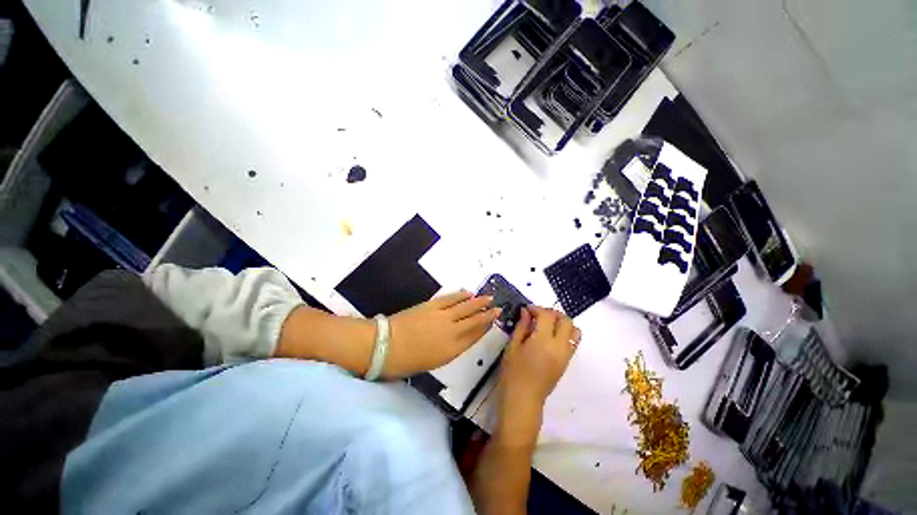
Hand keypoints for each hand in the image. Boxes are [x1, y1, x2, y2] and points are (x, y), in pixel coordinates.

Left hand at [384, 291, 500, 377]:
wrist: (385, 346)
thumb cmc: (406, 361)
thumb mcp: (433, 362)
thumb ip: (449, 349)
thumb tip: (459, 337)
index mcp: (452, 349)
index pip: (475, 335)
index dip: (486, 327)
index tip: (494, 320)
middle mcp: (452, 331)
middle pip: (474, 319)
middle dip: (487, 313)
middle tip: (497, 306)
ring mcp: (443, 316)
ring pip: (465, 307)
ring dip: (477, 301)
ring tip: (488, 297)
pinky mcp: (432, 305)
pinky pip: (451, 299)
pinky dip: (460, 295)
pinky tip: (467, 293)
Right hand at [496, 306, 579, 441]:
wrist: (524, 399)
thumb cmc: (513, 372)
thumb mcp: (513, 346)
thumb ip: (521, 326)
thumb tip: (526, 311)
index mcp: (543, 341)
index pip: (547, 315)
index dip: (537, 308)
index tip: (527, 309)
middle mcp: (559, 346)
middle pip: (565, 320)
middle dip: (552, 313)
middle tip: (538, 314)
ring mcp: (566, 355)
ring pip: (574, 330)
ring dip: (562, 322)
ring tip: (547, 324)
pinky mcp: (567, 362)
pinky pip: (573, 342)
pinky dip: (566, 333)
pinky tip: (551, 336)